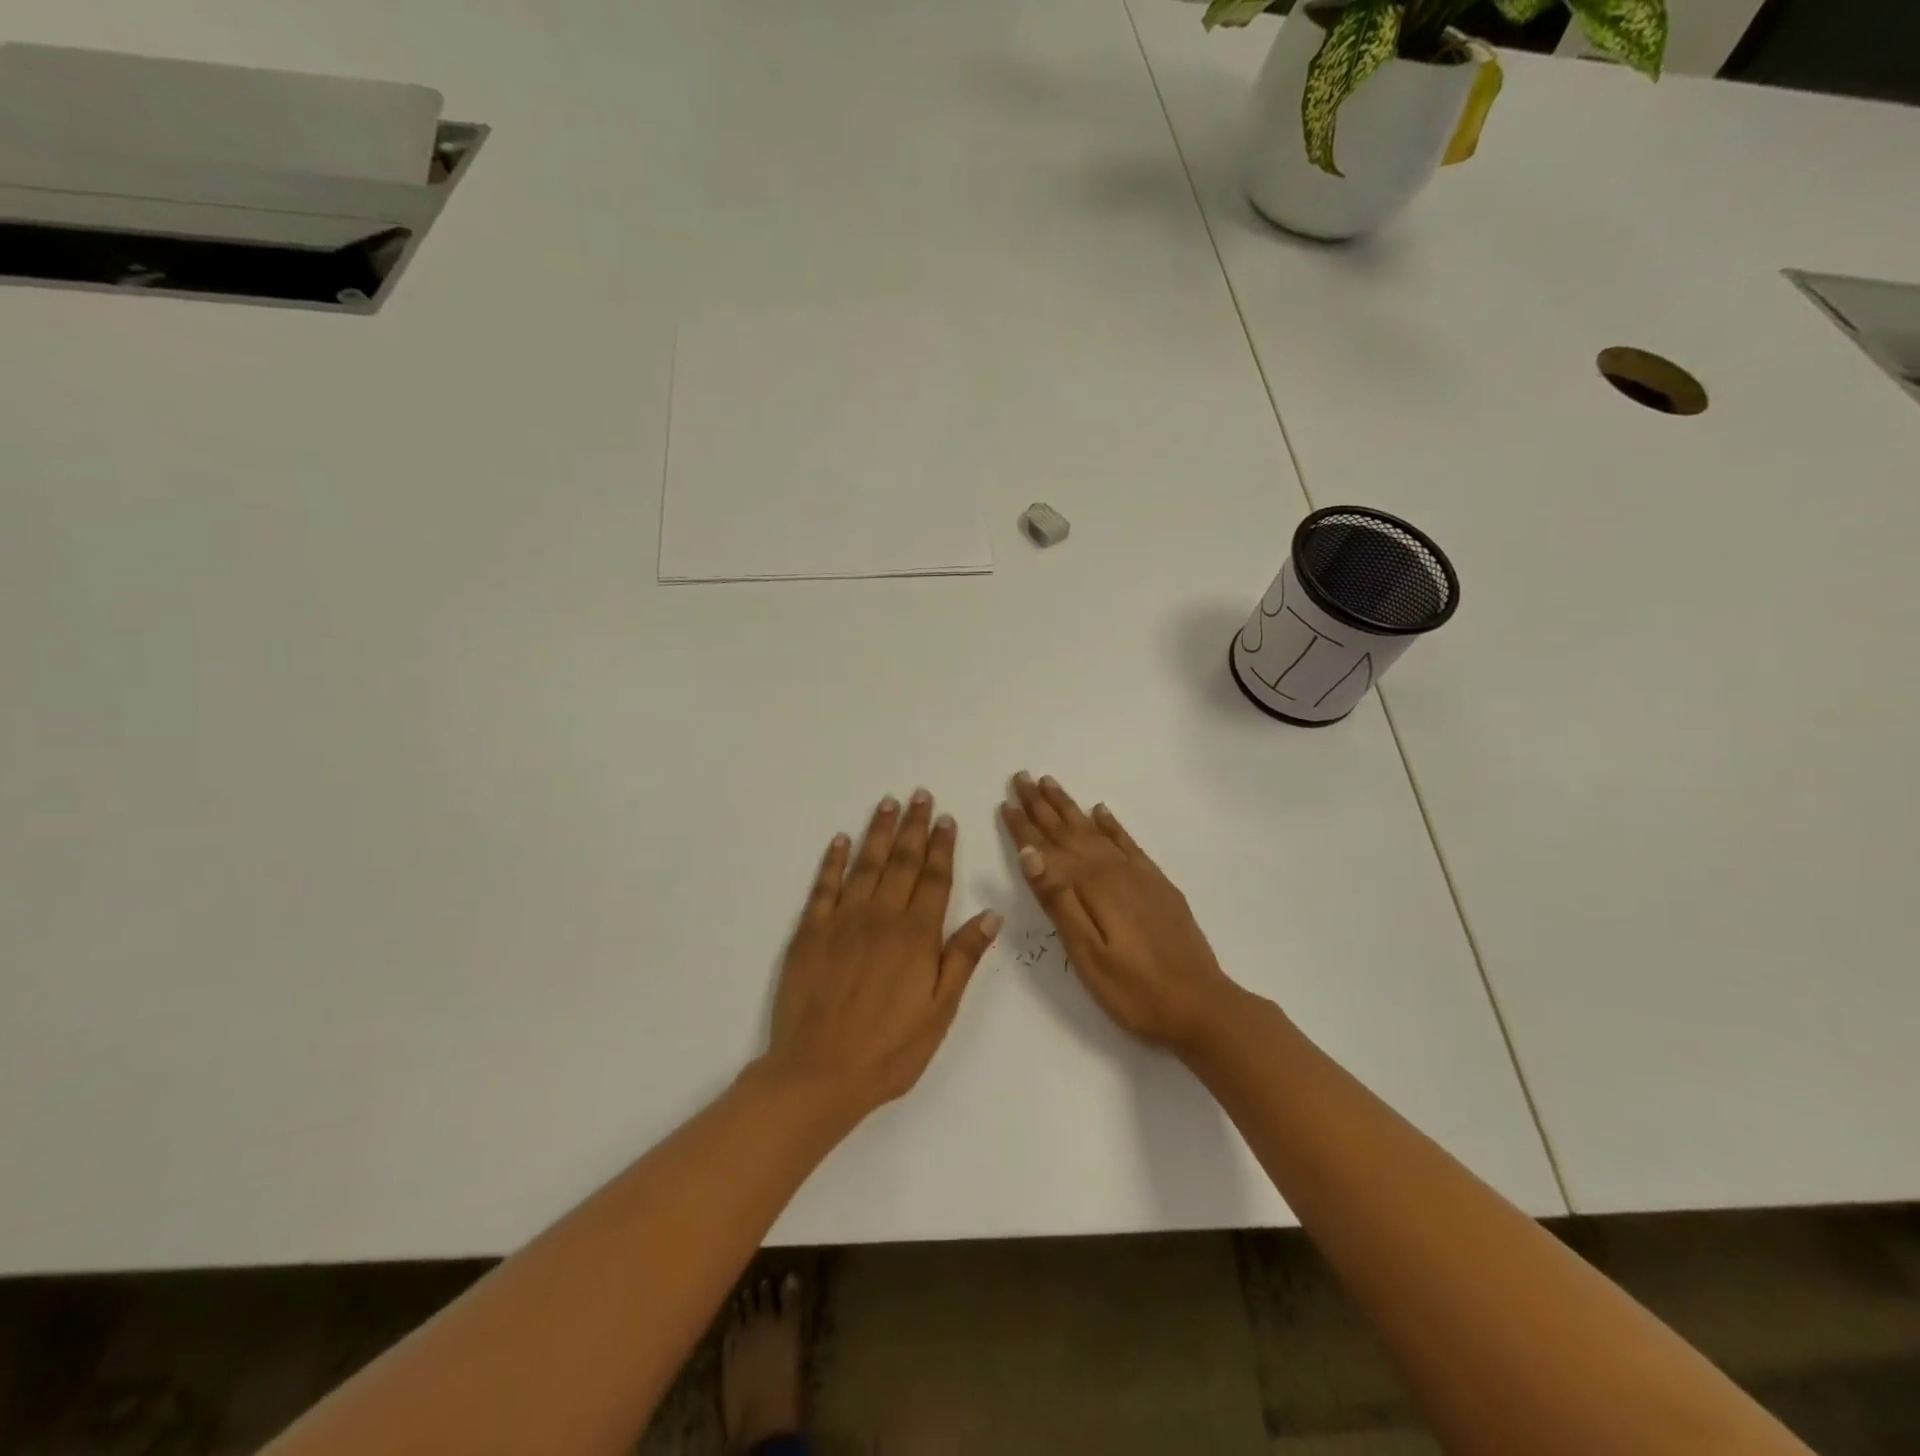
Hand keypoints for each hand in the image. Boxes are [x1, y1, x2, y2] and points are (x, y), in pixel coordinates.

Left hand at [762, 791, 1000, 1116]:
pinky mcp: (809, 932)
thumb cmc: (889, 1049)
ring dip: (878, 832)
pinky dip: (833, 861)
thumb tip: (991, 914)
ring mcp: (842, 921)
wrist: (818, 1073)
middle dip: (913, 826)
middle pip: (902, 862)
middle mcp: (881, 917)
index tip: (946, 819)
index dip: (942, 847)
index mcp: (916, 935)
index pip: (935, 879)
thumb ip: (962, 958)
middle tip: (920, 795)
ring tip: (887, 804)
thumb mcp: (939, 1011)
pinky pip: (823, 886)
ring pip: (865, 865)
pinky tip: (840, 840)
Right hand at [1002, 773, 1245, 1053]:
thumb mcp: (1087, 953)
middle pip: (1070, 830)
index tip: (1005, 801)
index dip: (1024, 826)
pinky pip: (1128, 842)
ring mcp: (1138, 875)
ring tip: (1052, 783)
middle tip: (1021, 777)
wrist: (1201, 1006)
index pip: (1047, 849)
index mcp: (1091, 887)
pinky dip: (1112, 824)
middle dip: (1043, 805)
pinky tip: (1101, 811)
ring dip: (1071, 807)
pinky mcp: (1157, 885)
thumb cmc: (1134, 990)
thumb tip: (1030, 852)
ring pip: (1095, 830)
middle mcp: (1113, 870)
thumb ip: (1058, 901)